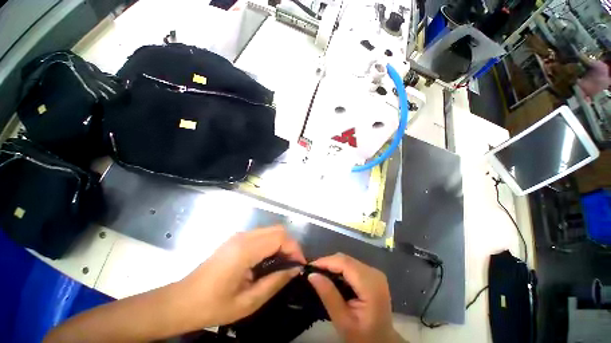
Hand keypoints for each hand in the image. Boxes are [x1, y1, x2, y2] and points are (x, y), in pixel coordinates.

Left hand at [177, 225, 305, 327]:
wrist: (181, 301)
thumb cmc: (213, 306)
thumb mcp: (248, 302)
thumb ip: (275, 282)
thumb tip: (295, 270)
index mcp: (245, 250)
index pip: (280, 237)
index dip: (294, 248)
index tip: (300, 265)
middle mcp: (244, 236)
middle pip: (278, 230)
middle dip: (290, 245)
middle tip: (293, 265)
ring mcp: (239, 236)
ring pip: (270, 231)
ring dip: (282, 244)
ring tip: (284, 264)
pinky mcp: (237, 239)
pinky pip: (262, 235)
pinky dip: (272, 244)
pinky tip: (270, 261)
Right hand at [308, 253, 403, 342]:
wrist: (382, 342)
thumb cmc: (363, 336)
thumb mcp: (343, 321)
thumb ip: (329, 296)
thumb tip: (312, 275)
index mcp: (371, 285)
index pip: (345, 263)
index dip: (326, 261)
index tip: (309, 267)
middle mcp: (374, 273)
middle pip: (346, 259)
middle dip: (327, 262)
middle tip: (312, 271)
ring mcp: (374, 272)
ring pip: (347, 260)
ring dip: (332, 264)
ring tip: (319, 273)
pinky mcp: (371, 273)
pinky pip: (351, 264)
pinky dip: (339, 268)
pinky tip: (331, 276)